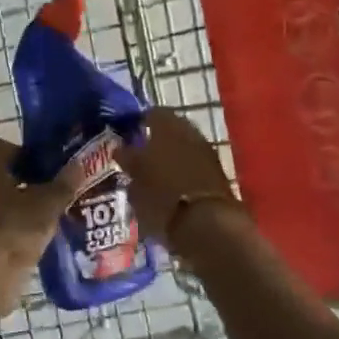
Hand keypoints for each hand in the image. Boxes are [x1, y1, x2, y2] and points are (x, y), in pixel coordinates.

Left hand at [0, 133, 83, 272]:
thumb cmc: (15, 228)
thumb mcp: (48, 204)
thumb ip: (63, 183)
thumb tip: (79, 164)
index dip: (17, 149)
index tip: (39, 163)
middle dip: (22, 180)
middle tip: (49, 189)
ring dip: (16, 205)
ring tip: (46, 215)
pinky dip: (11, 228)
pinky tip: (34, 238)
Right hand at [113, 108, 238, 247]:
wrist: (206, 224)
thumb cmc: (161, 196)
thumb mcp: (134, 178)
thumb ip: (128, 159)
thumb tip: (121, 149)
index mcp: (167, 125)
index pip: (151, 114)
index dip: (138, 123)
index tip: (126, 136)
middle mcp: (190, 132)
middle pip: (170, 130)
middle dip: (155, 141)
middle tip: (138, 156)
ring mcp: (206, 152)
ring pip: (183, 148)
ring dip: (170, 157)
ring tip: (152, 175)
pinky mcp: (217, 174)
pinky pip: (193, 166)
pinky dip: (182, 172)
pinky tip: (170, 187)